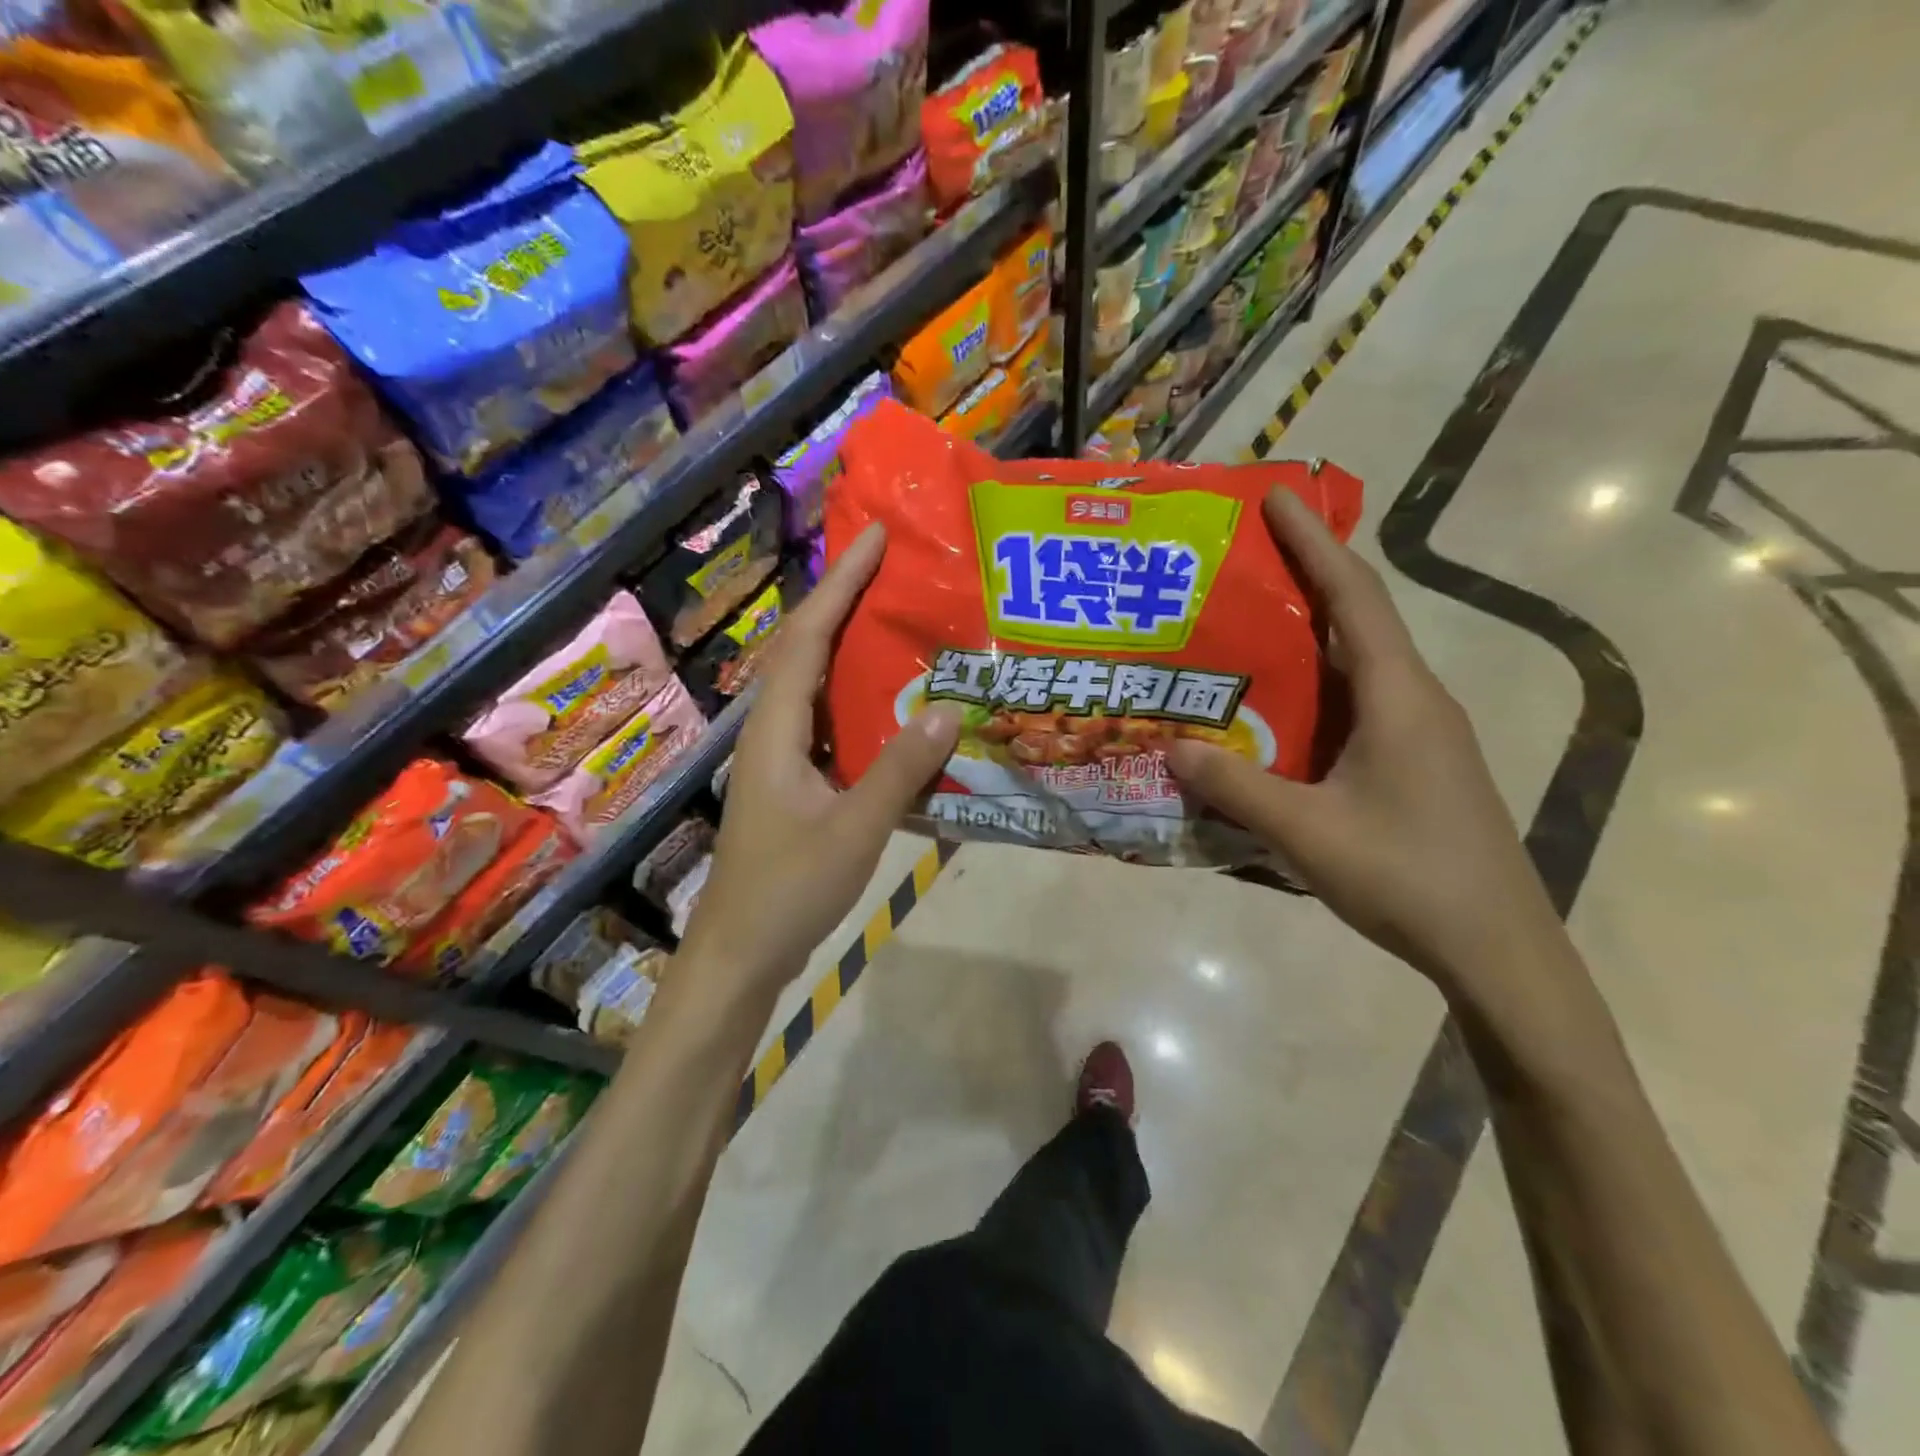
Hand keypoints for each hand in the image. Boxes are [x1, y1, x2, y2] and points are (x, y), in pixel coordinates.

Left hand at [676, 524, 961, 997]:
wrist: (741, 953)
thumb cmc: (788, 890)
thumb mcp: (855, 829)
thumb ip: (901, 769)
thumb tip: (949, 708)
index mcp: (776, 728)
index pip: (808, 637)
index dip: (840, 584)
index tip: (875, 538)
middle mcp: (773, 731)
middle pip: (806, 649)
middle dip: (845, 601)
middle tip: (896, 569)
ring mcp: (782, 758)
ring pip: (816, 686)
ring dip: (851, 648)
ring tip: (901, 621)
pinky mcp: (795, 783)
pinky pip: (829, 723)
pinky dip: (859, 701)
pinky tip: (895, 706)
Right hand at [1168, 489, 1561, 994]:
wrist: (1496, 949)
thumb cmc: (1406, 877)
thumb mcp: (1305, 831)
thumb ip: (1235, 787)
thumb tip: (1171, 748)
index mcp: (1398, 695)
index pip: (1354, 596)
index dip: (1313, 542)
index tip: (1275, 496)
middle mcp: (1414, 699)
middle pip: (1356, 619)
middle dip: (1304, 578)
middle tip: (1240, 560)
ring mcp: (1418, 733)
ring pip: (1354, 665)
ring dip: (1304, 639)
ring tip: (1242, 627)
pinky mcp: (1412, 763)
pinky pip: (1354, 706)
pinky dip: (1311, 691)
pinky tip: (1271, 711)